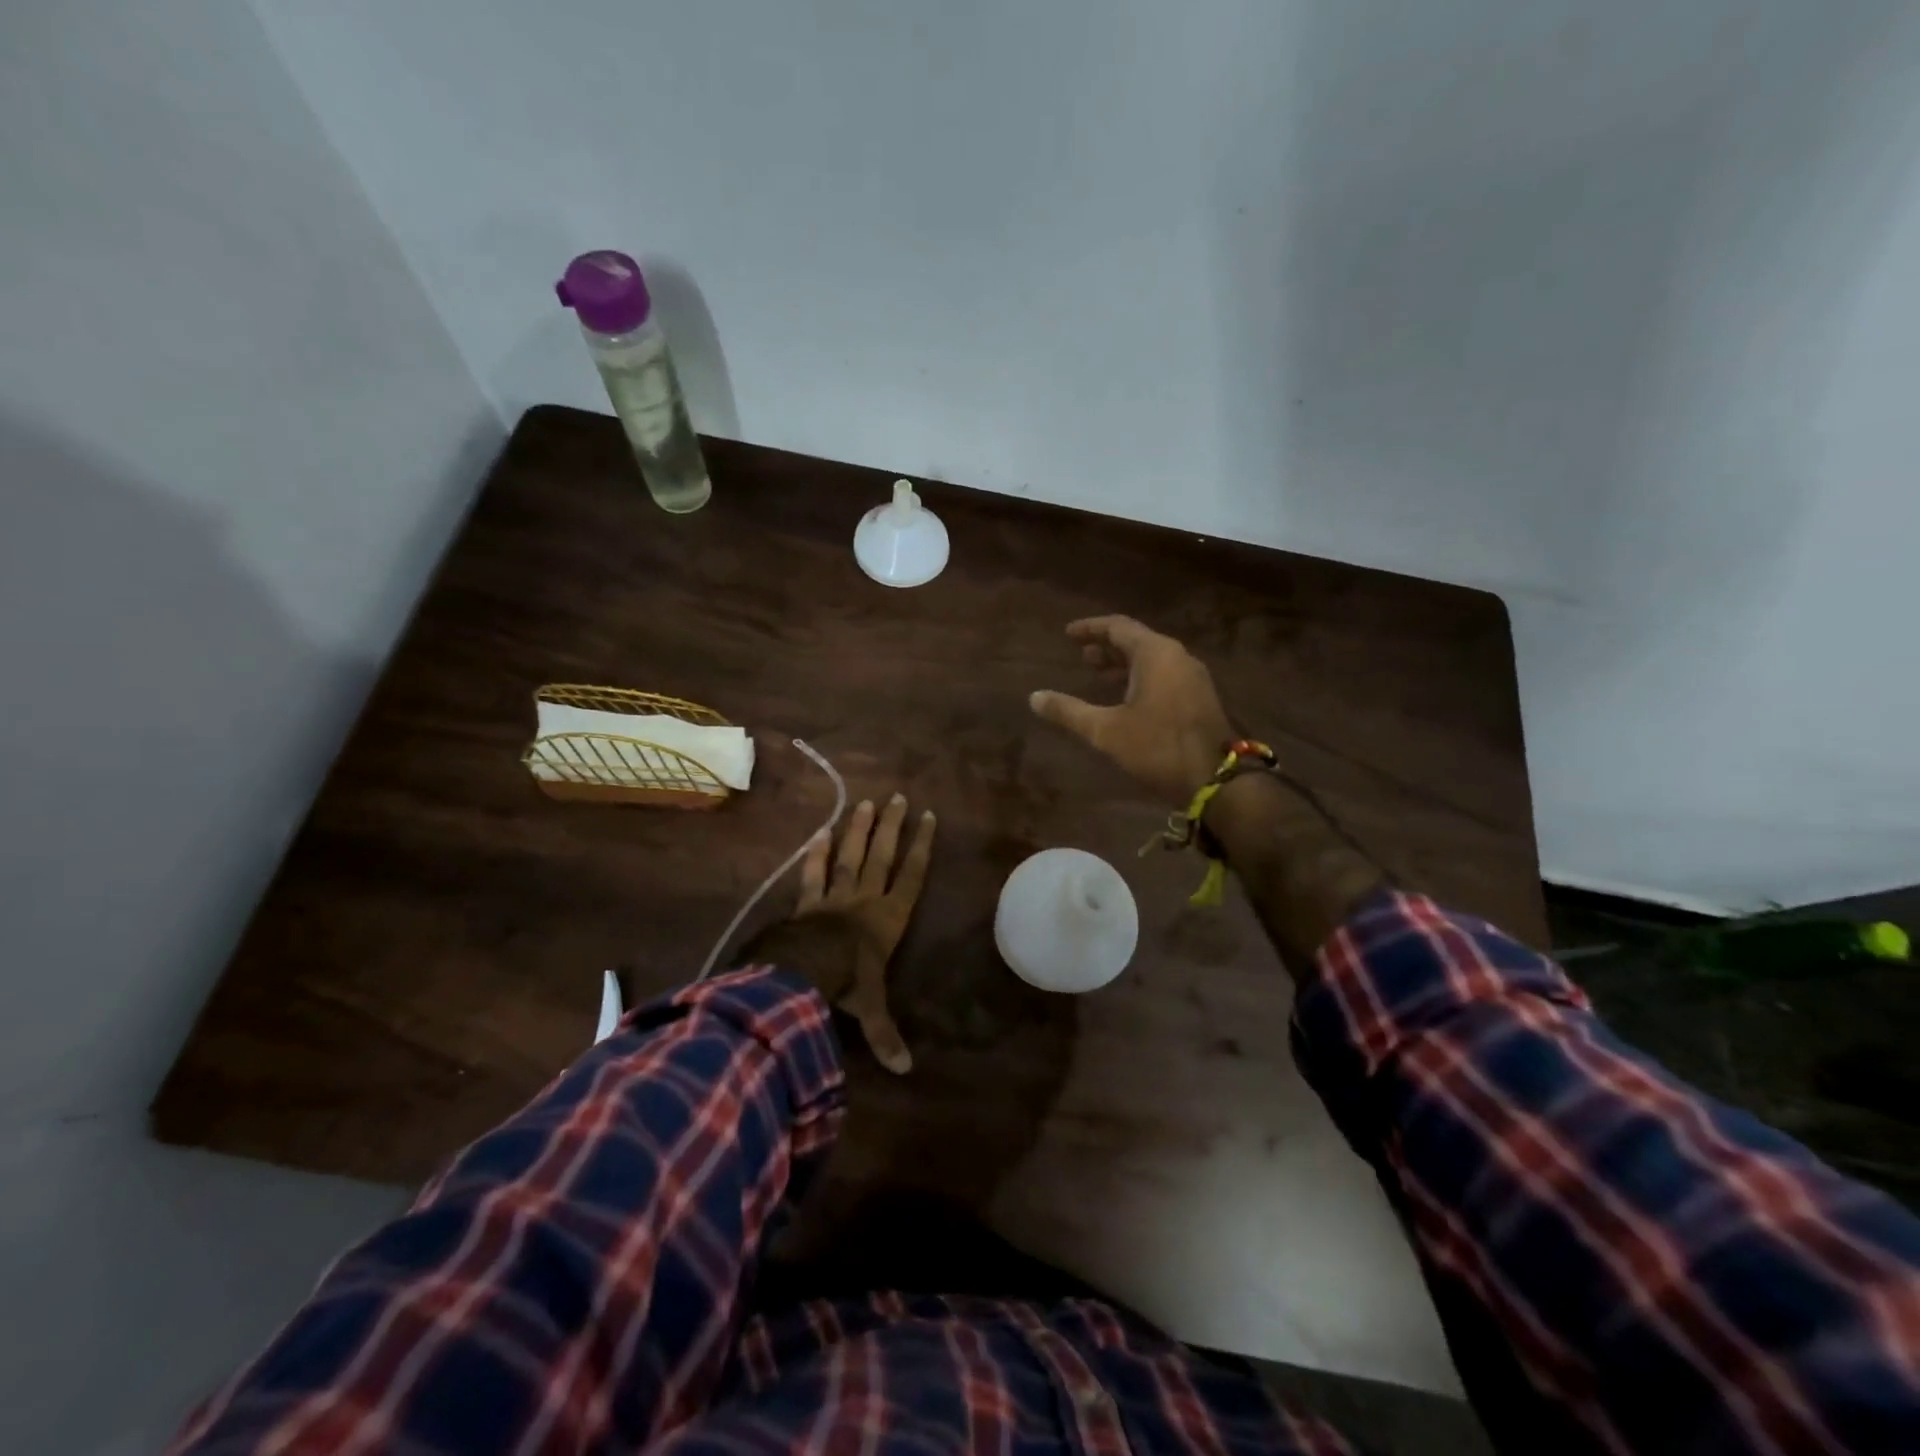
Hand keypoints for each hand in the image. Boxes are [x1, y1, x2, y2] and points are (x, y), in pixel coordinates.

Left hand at [785, 793, 935, 1073]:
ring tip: (865, 803)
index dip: (921, 847)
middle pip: (881, 857)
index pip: (910, 877)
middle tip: (898, 797)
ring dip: (858, 831)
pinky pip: (812, 876)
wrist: (801, 974)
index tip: (928, 818)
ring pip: (850, 858)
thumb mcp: (870, 1009)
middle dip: (891, 828)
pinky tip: (818, 834)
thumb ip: (886, 1035)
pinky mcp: (805, 904)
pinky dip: (815, 856)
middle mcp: (864, 901)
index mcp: (887, 920)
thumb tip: (906, 1071)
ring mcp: (833, 898)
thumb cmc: (846, 985)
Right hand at [1030, 615, 1236, 803]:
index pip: (1118, 627)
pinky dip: (1139, 678)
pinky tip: (1125, 697)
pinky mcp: (1198, 697)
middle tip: (1080, 655)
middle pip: (1137, 641)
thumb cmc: (1158, 748)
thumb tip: (1034, 697)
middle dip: (1106, 647)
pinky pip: (1163, 675)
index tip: (1067, 634)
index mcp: (1156, 654)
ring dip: (1123, 664)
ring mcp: (1192, 677)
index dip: (1090, 629)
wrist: (1216, 780)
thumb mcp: (1106, 731)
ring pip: (1152, 660)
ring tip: (1097, 674)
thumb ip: (1069, 712)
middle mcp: (1177, 657)